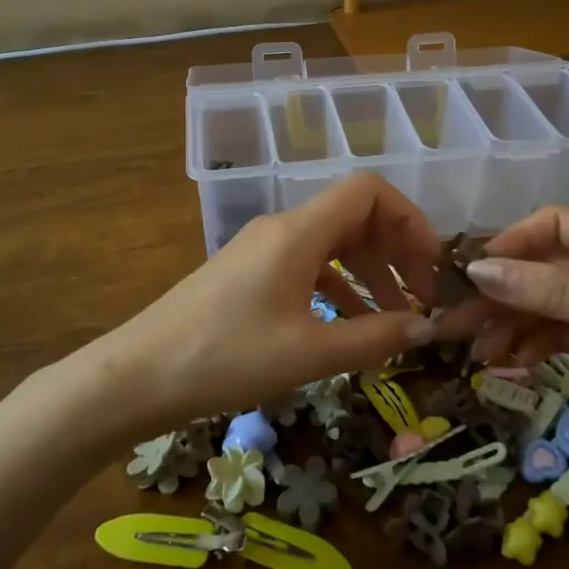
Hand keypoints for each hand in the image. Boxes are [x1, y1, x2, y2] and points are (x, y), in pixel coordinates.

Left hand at [99, 174, 457, 435]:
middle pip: (354, 216)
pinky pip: (306, 266)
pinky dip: (337, 288)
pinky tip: (349, 326)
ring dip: (368, 273)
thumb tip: (426, 328)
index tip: (432, 266)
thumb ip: (374, 338)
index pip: (369, 192)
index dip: (411, 220)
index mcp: (299, 232)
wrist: (137, 376)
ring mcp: (261, 250)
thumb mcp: (308, 354)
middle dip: (395, 251)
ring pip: (331, 244)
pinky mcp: (247, 274)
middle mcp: (282, 228)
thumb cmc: (226, 358)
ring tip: (395, 319)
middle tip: (421, 299)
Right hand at [447, 207, 568, 485]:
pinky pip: (561, 336)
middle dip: (502, 294)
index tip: (471, 273)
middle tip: (455, 323)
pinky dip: (535, 347)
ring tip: (479, 354)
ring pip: (547, 306)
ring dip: (512, 325)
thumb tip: (478, 271)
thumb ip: (550, 291)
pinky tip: (513, 366)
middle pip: (544, 270)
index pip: (555, 224)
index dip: (511, 243)